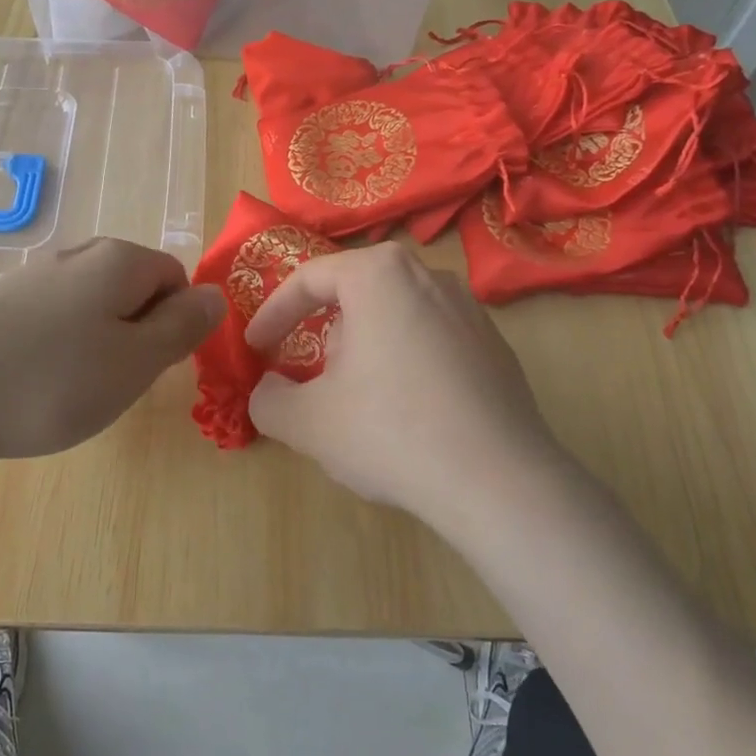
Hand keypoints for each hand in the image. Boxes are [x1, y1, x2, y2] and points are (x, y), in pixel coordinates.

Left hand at [0, 238, 223, 481]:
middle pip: (133, 290)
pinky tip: (27, 387)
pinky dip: (54, 353)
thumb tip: (216, 295)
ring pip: (90, 309)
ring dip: (94, 348)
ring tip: (68, 391)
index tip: (147, 368)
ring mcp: (29, 277)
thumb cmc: (44, 380)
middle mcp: (76, 255)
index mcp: (118, 260)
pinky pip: (49, 322)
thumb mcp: (133, 363)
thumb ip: (182, 327)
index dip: (174, 325)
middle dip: (135, 336)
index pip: (176, 279)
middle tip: (111, 383)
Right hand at [243, 242, 566, 529]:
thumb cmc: (391, 432)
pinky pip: (433, 341)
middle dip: (326, 335)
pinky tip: (411, 416)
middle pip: (356, 296)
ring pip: (396, 317)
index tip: (256, 348)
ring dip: (367, 351)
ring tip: (363, 403)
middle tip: (313, 380)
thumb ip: (269, 400)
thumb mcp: (308, 422)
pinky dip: (409, 366)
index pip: (310, 279)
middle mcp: (429, 276)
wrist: (498, 480)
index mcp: (379, 274)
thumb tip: (268, 390)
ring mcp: (470, 309)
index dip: (274, 314)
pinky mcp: (495, 345)